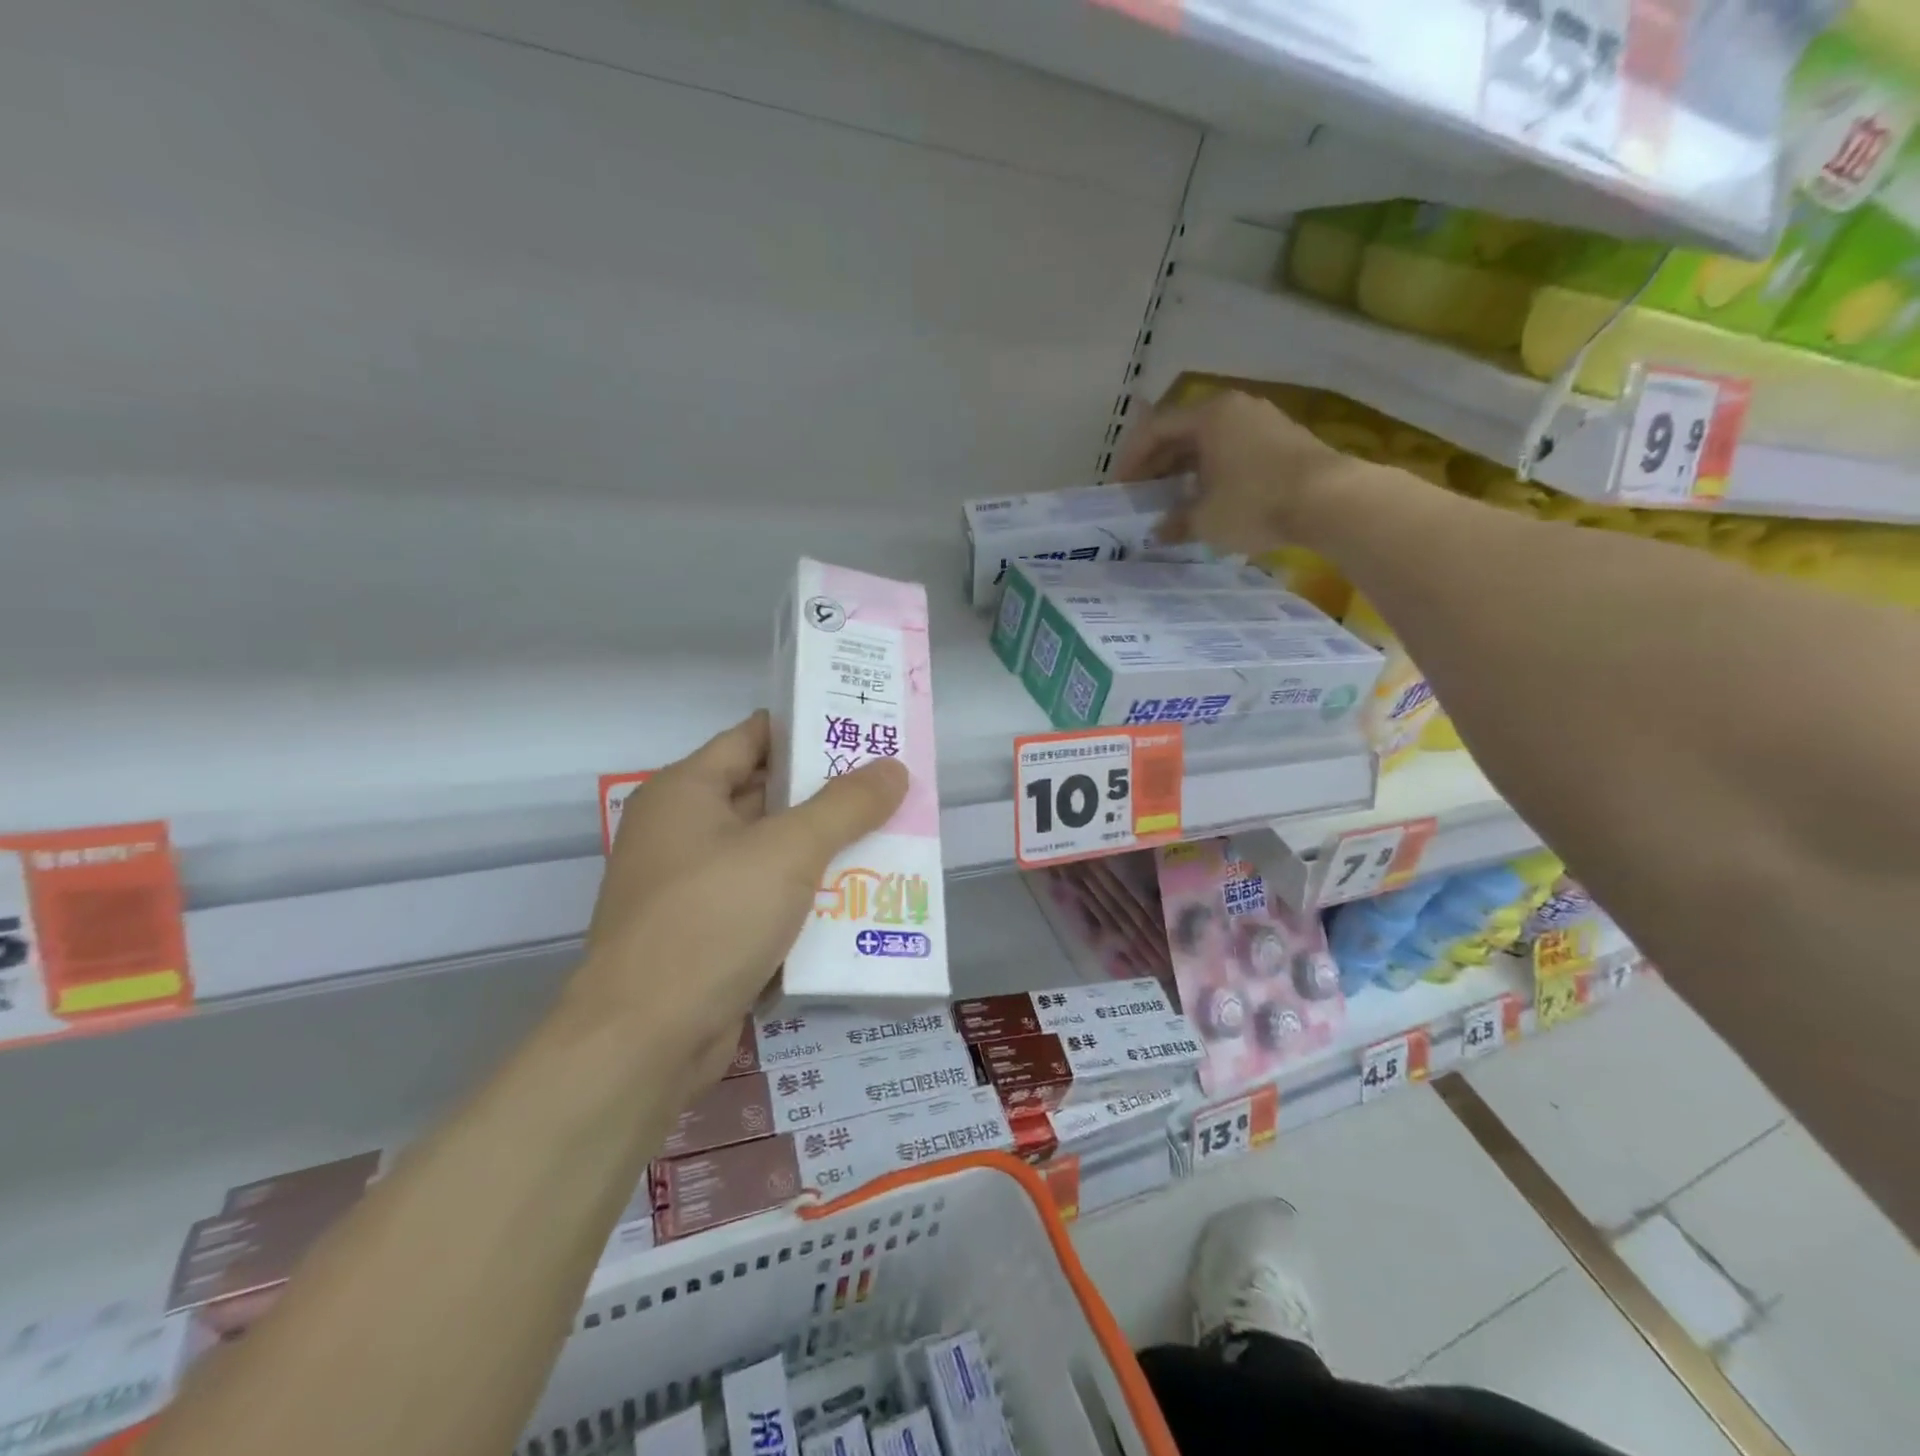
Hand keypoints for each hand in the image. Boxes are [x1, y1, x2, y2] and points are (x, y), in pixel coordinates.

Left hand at [575, 711, 907, 1089]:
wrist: (644, 1041)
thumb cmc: (712, 920)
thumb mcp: (789, 851)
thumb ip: (846, 805)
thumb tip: (894, 768)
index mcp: (685, 792)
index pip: (755, 737)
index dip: (809, 729)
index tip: (864, 731)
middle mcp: (682, 831)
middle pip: (766, 796)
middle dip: (829, 795)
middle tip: (891, 789)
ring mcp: (692, 887)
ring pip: (771, 853)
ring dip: (824, 851)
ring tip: (891, 840)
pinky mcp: (707, 936)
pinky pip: (766, 900)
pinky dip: (806, 898)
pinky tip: (858, 902)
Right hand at [1113, 392, 1355, 554]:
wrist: (1330, 500)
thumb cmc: (1255, 503)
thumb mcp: (1205, 519)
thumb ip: (1176, 522)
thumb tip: (1159, 531)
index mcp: (1209, 416)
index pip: (1155, 429)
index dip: (1131, 459)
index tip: (1119, 488)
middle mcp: (1234, 409)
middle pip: (1182, 432)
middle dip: (1157, 464)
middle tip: (1141, 495)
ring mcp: (1262, 421)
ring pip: (1210, 442)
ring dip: (1185, 470)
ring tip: (1171, 500)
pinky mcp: (1283, 440)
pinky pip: (1233, 450)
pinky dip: (1213, 471)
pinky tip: (1209, 498)